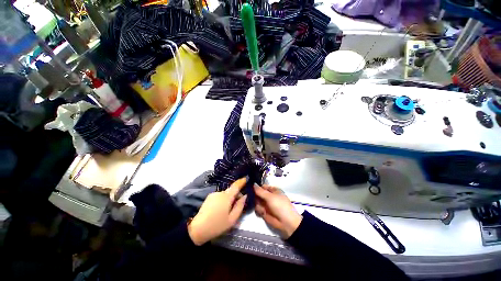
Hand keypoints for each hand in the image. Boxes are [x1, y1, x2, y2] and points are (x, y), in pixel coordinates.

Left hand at [188, 178, 247, 244]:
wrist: (197, 230)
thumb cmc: (217, 225)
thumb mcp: (232, 219)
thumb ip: (240, 206)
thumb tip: (244, 196)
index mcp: (226, 197)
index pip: (236, 186)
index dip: (241, 181)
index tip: (246, 178)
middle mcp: (220, 192)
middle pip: (231, 190)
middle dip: (236, 195)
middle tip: (238, 205)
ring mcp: (213, 194)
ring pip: (225, 194)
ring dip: (229, 199)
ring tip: (228, 210)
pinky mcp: (209, 197)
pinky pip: (219, 196)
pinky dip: (223, 200)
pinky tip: (220, 210)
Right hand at [254, 185, 301, 238]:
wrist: (286, 222)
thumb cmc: (280, 205)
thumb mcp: (270, 196)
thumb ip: (260, 191)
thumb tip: (253, 184)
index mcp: (272, 190)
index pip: (262, 186)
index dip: (256, 186)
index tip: (250, 186)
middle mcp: (268, 196)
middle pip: (258, 193)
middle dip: (254, 195)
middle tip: (250, 195)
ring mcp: (266, 204)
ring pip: (256, 200)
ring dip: (257, 203)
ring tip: (261, 206)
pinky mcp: (263, 212)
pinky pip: (257, 208)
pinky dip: (259, 209)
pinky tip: (262, 212)